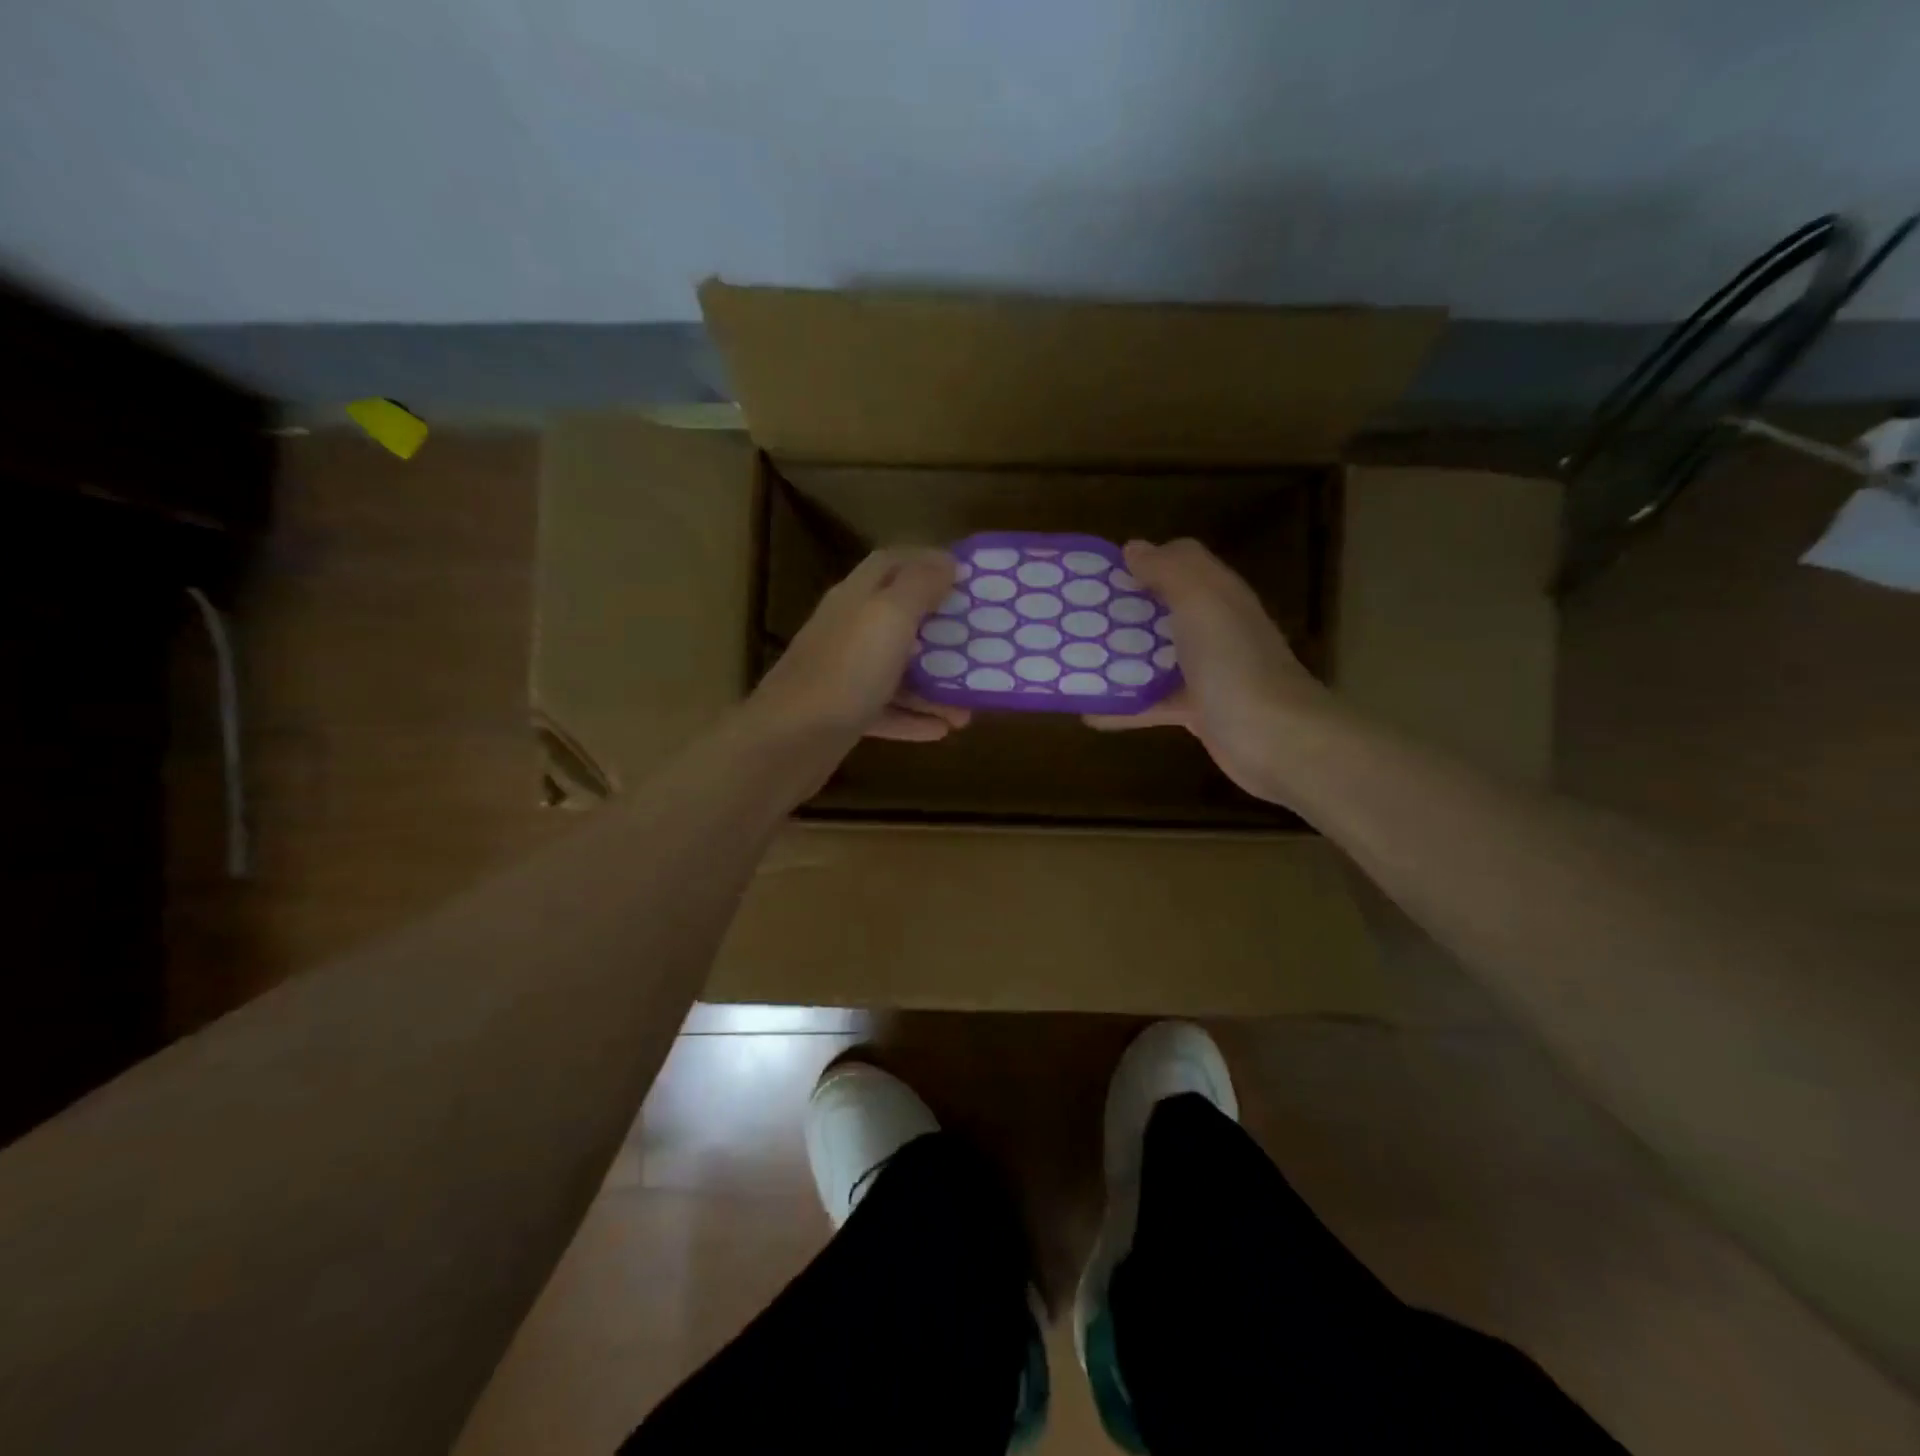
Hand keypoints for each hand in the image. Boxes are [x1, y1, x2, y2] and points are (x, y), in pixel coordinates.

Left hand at [747, 548, 971, 744]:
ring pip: (897, 670)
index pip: (891, 563)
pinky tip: (942, 729)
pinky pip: (887, 710)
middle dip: (940, 631)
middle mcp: (848, 630)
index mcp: (856, 598)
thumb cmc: (846, 671)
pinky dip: (914, 718)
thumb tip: (946, 560)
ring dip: (934, 685)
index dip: (927, 562)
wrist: (790, 741)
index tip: (966, 577)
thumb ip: (918, 586)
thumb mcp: (889, 617)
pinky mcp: (842, 714)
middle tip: (977, 644)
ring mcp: (843, 674)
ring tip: (968, 705)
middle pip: (899, 619)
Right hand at [1086, 539, 1330, 802]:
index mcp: (1218, 595)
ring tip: (1075, 660)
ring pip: (1155, 657)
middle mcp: (1214, 628)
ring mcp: (1207, 672)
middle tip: (1077, 617)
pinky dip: (1123, 707)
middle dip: (1123, 611)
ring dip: (1119, 658)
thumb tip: (1134, 548)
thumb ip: (1169, 571)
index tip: (1099, 573)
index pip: (1181, 563)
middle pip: (1163, 610)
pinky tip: (1089, 713)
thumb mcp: (1201, 602)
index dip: (1145, 561)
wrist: (1275, 739)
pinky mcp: (1197, 711)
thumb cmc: (1234, 663)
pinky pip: (1153, 703)